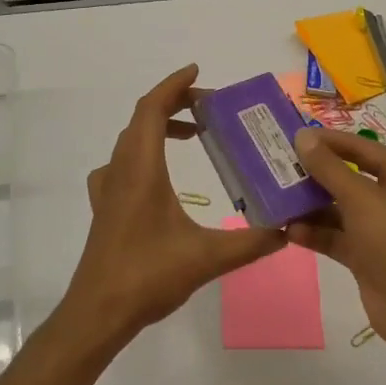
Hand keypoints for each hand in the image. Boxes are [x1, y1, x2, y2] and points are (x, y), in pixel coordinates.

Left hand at [63, 64, 287, 345]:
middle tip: (208, 105)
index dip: (173, 85)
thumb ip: (250, 243)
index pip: (152, 109)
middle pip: (142, 118)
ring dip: (159, 125)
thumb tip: (287, 230)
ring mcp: (108, 187)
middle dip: (173, 102)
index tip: (197, 71)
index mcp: (141, 167)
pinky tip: (158, 172)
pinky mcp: (105, 206)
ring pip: (131, 139)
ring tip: (193, 132)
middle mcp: (121, 169)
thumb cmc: (147, 276)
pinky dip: (143, 150)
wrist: (98, 313)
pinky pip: (122, 162)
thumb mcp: (206, 258)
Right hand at [288, 128, 385, 358]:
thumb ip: (329, 168)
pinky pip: (337, 236)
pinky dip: (316, 232)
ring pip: (339, 208)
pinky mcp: (367, 256)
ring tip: (277, 197)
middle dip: (315, 174)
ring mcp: (380, 229)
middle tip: (279, 166)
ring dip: (311, 205)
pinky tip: (289, 230)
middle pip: (348, 177)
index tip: (294, 136)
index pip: (361, 148)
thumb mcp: (360, 199)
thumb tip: (302, 136)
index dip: (329, 141)